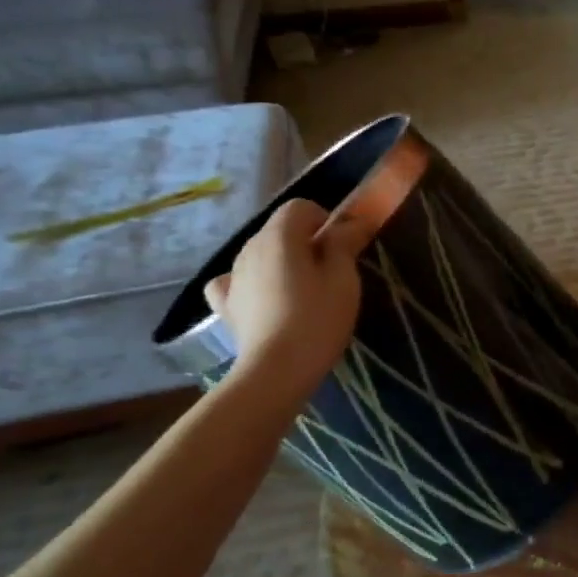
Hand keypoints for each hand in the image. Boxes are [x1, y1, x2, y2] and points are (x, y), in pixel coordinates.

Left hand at [204, 198, 366, 400]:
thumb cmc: (318, 319)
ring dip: (283, 262)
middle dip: (305, 242)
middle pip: (280, 229)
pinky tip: (264, 299)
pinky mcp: (226, 304)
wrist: (277, 369)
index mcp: (279, 235)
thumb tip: (352, 222)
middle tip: (330, 273)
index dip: (325, 220)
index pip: (301, 207)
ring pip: (261, 253)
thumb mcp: (344, 279)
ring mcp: (233, 275)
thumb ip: (345, 244)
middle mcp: (249, 247)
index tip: (342, 248)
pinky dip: (251, 283)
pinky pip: (236, 280)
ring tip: (304, 294)